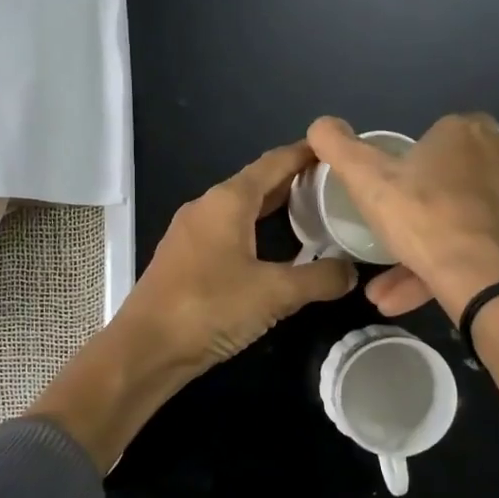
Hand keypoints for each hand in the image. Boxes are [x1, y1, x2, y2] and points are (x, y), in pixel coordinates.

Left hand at [120, 140, 358, 368]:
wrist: (146, 347)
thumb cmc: (210, 308)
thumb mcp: (274, 293)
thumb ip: (319, 279)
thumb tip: (352, 272)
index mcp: (228, 200)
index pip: (274, 163)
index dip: (306, 153)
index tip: (338, 149)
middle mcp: (207, 207)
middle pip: (257, 184)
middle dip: (295, 182)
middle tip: (335, 187)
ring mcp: (191, 233)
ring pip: (241, 210)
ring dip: (275, 209)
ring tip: (313, 215)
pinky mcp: (185, 258)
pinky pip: (228, 232)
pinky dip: (256, 231)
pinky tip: (275, 251)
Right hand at [306, 113, 498, 322]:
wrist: (488, 276)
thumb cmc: (424, 216)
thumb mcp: (366, 180)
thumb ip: (339, 148)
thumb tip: (318, 124)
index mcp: (468, 132)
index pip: (441, 135)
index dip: (416, 163)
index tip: (395, 192)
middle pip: (458, 178)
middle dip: (424, 212)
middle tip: (394, 241)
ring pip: (469, 220)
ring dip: (433, 249)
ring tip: (393, 290)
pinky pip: (487, 248)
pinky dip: (459, 266)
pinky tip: (428, 293)